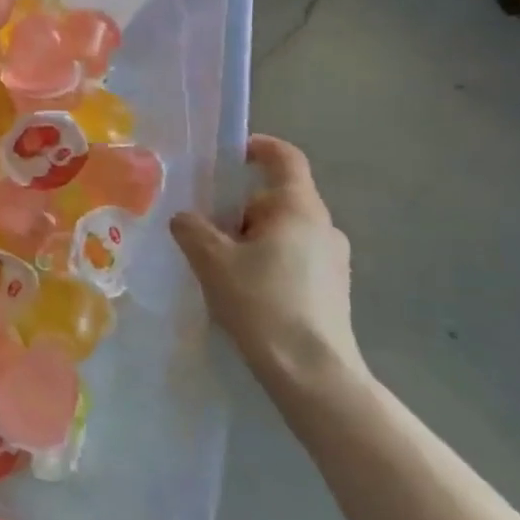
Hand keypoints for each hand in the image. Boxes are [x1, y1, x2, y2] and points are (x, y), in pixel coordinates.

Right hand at [170, 135, 362, 391]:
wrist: (312, 373)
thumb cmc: (262, 303)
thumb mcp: (211, 260)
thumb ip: (191, 229)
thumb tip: (186, 219)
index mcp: (298, 208)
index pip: (285, 158)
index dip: (258, 147)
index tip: (230, 154)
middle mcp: (323, 226)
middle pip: (275, 198)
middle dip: (237, 209)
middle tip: (204, 231)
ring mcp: (333, 260)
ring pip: (282, 231)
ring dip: (249, 239)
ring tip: (219, 267)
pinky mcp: (333, 289)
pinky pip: (292, 257)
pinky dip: (266, 262)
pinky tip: (243, 291)